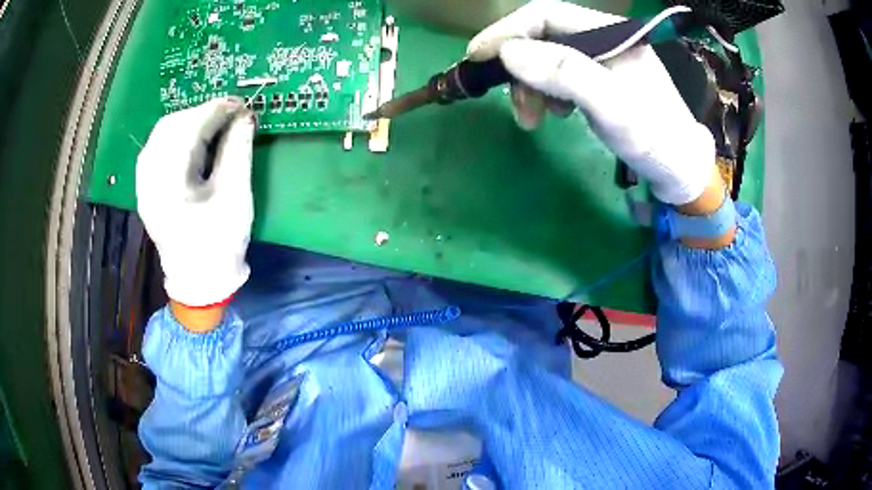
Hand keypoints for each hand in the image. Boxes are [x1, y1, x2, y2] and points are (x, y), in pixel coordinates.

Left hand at [136, 98, 255, 309]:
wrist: (199, 281)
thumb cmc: (219, 244)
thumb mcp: (234, 197)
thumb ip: (238, 151)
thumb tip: (245, 116)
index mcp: (168, 185)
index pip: (187, 130)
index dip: (214, 110)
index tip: (240, 105)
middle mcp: (148, 180)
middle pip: (169, 127)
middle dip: (201, 114)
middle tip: (229, 115)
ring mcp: (144, 184)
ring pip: (161, 135)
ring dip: (189, 123)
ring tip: (215, 125)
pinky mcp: (147, 188)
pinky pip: (158, 149)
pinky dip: (178, 137)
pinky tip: (195, 141)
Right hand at [467, 0, 716, 205]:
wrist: (679, 168)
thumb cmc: (652, 136)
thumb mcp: (612, 105)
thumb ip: (565, 72)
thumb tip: (508, 52)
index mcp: (609, 30)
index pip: (545, 15)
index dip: (507, 32)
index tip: (477, 57)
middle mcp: (603, 37)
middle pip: (543, 37)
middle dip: (520, 68)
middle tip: (516, 107)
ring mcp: (601, 58)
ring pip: (547, 58)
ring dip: (531, 86)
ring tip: (534, 119)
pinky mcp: (599, 78)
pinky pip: (559, 76)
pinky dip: (547, 94)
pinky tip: (556, 114)